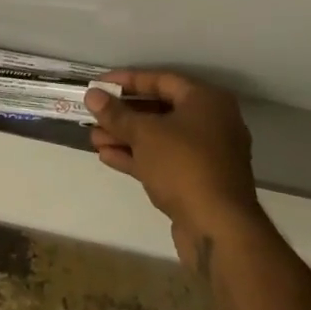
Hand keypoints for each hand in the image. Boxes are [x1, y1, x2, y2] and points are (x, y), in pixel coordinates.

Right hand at [84, 71, 263, 271]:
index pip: (161, 80)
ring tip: (94, 138)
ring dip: (126, 137)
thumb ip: (116, 114)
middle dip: (124, 114)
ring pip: (160, 138)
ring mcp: (207, 155)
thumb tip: (92, 95)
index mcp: (206, 101)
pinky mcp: (199, 182)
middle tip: (94, 114)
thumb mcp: (144, 134)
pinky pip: (165, 161)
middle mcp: (211, 123)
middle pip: (160, 110)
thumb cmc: (183, 165)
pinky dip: (138, 157)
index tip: (99, 85)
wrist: (218, 229)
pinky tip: (107, 157)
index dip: (127, 81)